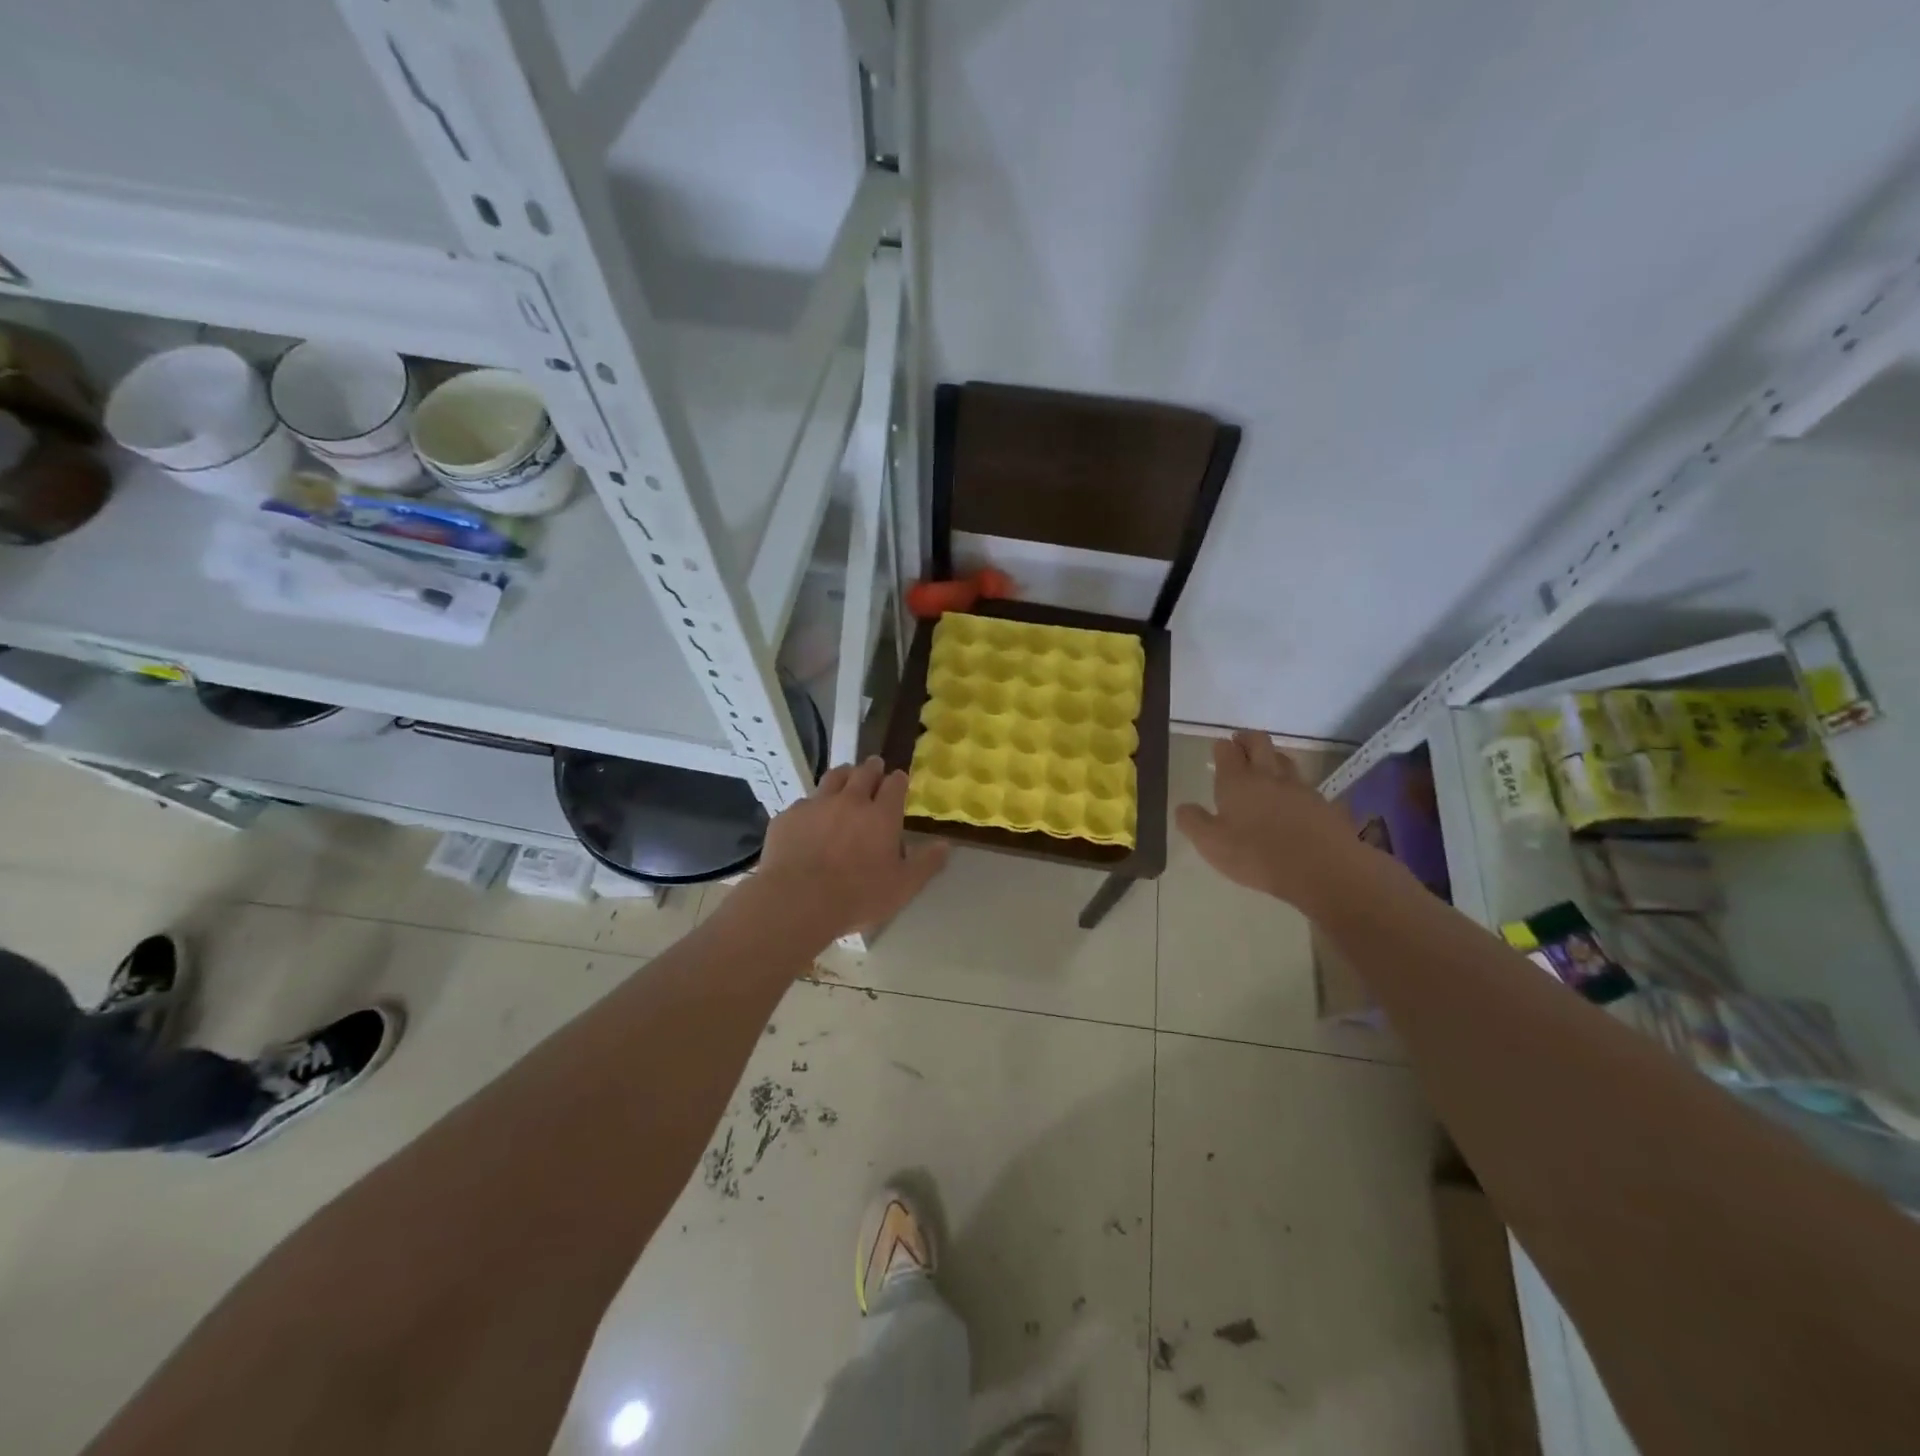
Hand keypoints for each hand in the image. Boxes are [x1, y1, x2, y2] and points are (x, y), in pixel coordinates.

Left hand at [754, 757, 949, 937]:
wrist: (798, 901)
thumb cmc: (858, 896)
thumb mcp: (902, 887)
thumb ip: (925, 864)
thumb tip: (945, 845)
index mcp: (881, 816)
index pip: (894, 785)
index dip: (898, 780)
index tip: (899, 779)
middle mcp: (850, 801)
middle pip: (864, 772)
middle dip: (872, 768)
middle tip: (875, 767)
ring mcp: (817, 805)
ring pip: (833, 778)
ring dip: (844, 775)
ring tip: (846, 777)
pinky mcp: (789, 816)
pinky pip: (804, 802)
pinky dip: (812, 805)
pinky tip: (810, 817)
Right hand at [1174, 731, 1360, 908]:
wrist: (1323, 869)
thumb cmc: (1257, 856)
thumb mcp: (1211, 844)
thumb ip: (1193, 822)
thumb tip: (1183, 807)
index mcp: (1237, 781)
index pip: (1227, 751)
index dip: (1222, 747)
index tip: (1218, 748)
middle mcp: (1268, 776)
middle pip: (1260, 743)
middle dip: (1248, 739)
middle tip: (1240, 743)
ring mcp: (1299, 787)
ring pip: (1284, 760)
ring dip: (1273, 758)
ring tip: (1266, 767)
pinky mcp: (1322, 803)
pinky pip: (1304, 785)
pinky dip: (1294, 785)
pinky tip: (1292, 799)